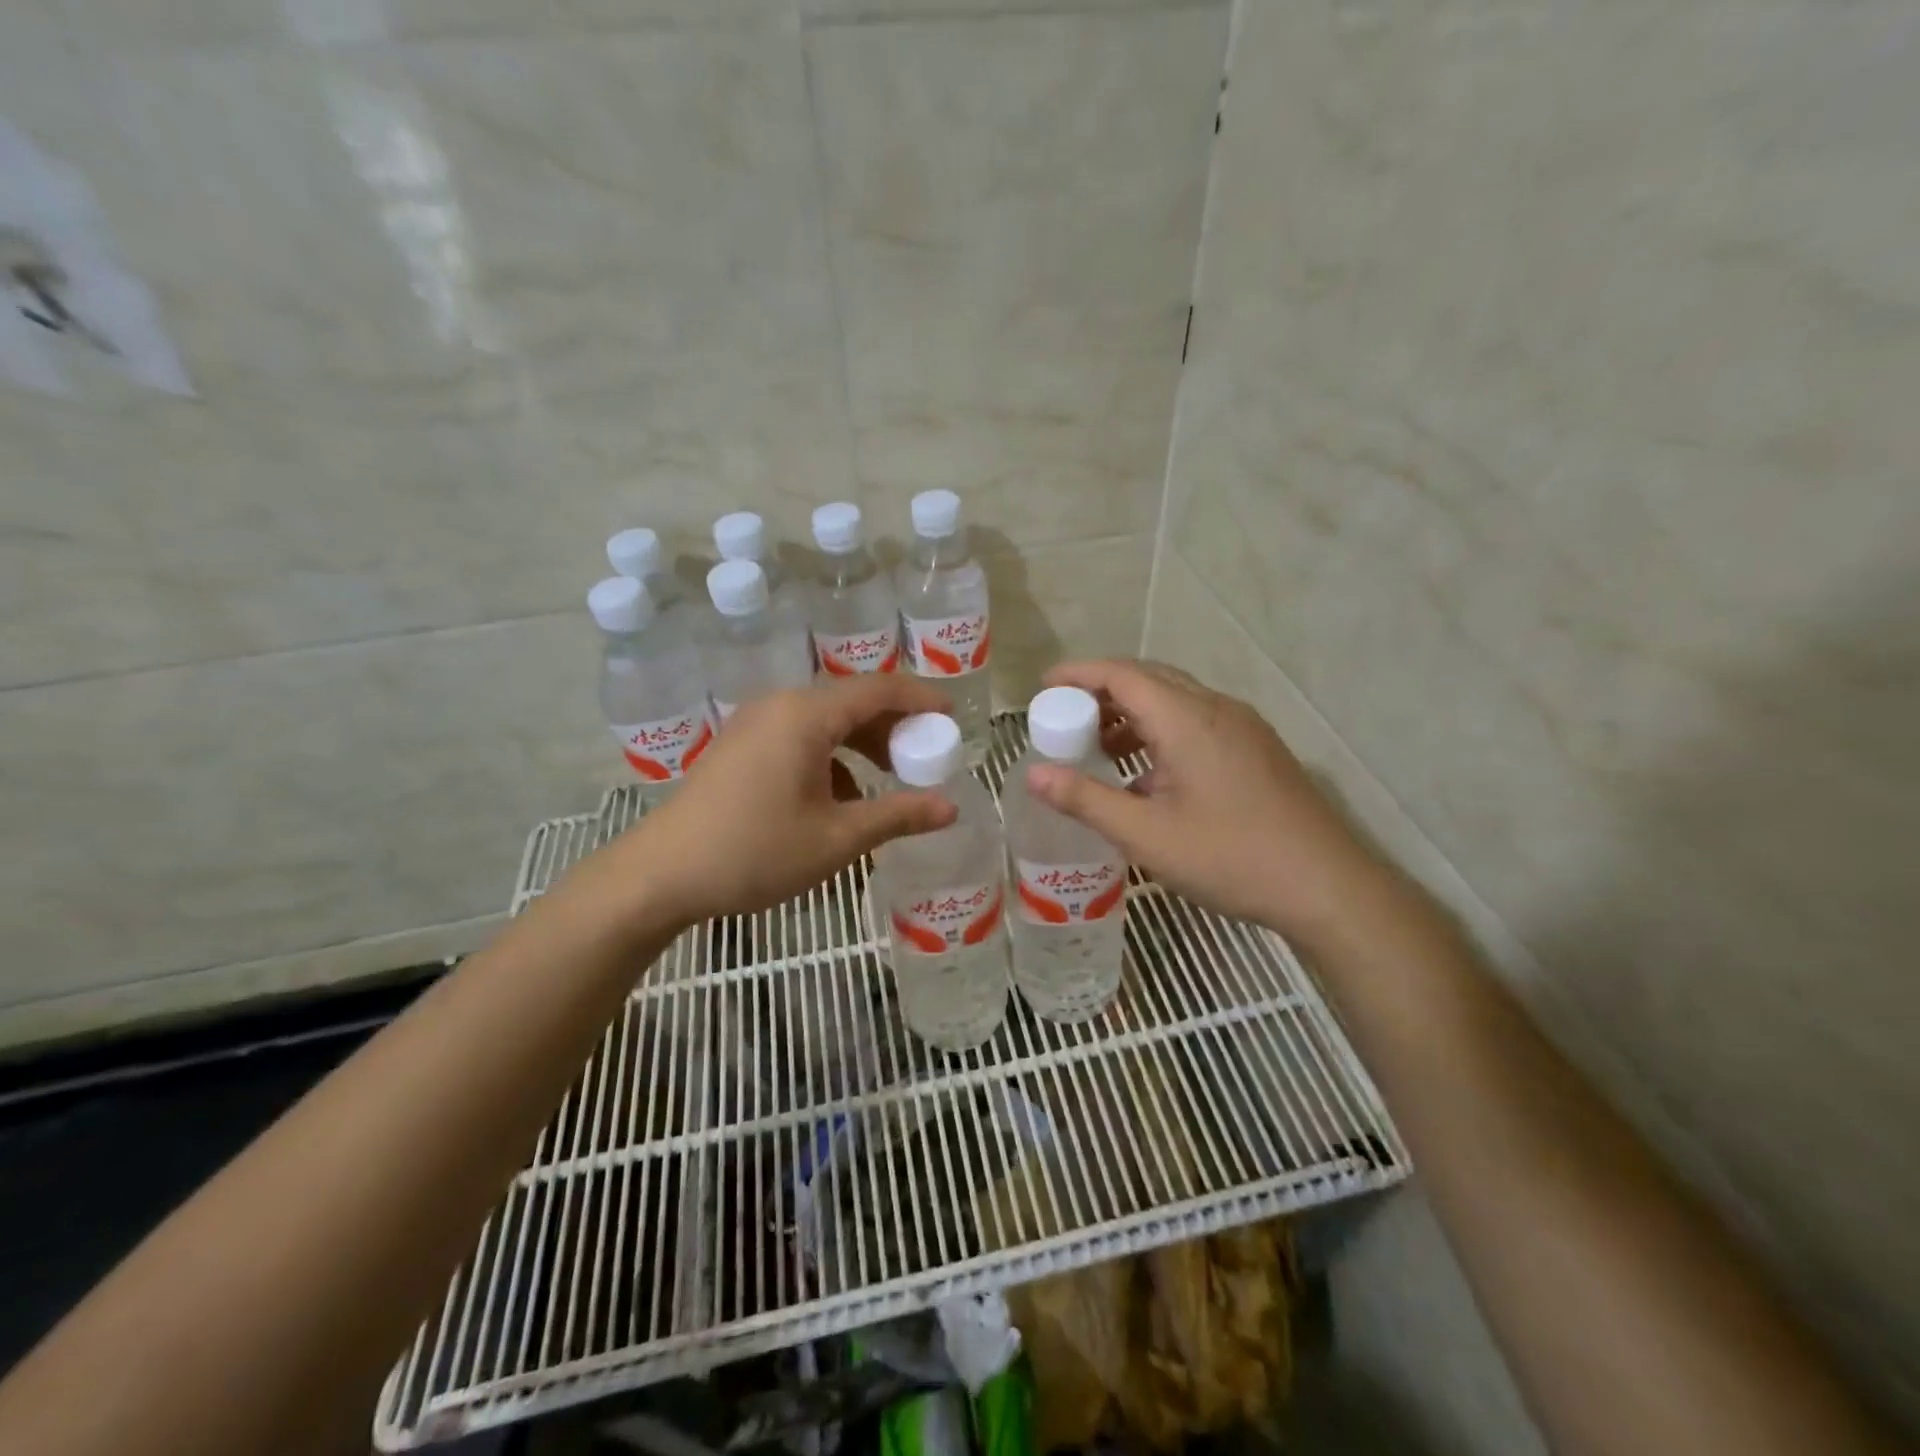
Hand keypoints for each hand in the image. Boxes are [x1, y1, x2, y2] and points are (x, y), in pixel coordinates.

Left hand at [604, 675, 957, 926]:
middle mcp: (781, 705)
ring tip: (889, 777)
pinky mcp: (740, 744)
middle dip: (894, 726)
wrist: (661, 874)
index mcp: (807, 715)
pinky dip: (830, 756)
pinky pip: (800, 736)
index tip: (953, 717)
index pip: (880, 689)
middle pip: (852, 701)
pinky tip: (839, 797)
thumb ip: (898, 815)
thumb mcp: (837, 839)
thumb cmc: (755, 852)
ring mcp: (755, 723)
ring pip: (825, 720)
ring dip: (862, 743)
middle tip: (926, 755)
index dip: (922, 699)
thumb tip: (950, 808)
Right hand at [1026, 659, 1389, 943]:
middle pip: (1149, 679)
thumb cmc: (1231, 857)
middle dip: (1101, 692)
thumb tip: (1031, 775)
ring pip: (1176, 701)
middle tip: (1065, 719)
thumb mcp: (1146, 835)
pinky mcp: (1256, 749)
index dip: (1078, 674)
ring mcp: (1243, 727)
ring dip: (1132, 714)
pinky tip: (1148, 776)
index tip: (1043, 687)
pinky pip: (1197, 722)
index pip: (1122, 674)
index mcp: (1187, 719)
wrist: (1327, 886)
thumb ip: (1085, 800)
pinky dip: (1161, 732)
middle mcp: (1216, 709)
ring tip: (1099, 749)